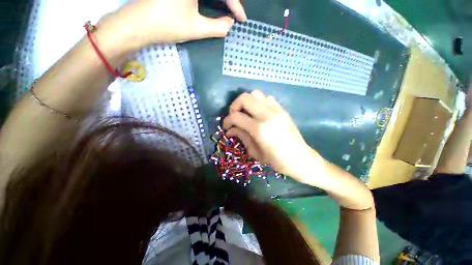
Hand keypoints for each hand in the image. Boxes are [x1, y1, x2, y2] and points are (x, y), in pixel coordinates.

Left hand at [100, 0, 245, 48]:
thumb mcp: (197, 28)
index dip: (236, 5)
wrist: (139, 23)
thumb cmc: (168, 25)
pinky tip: (213, 3)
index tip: (241, 20)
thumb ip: (218, 27)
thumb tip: (230, 24)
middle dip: (230, 0)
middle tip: (235, 12)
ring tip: (228, 8)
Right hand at [223, 91, 319, 181]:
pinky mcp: (282, 109)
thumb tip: (230, 129)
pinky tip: (258, 112)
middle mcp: (267, 115)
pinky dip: (258, 102)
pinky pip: (267, 98)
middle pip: (244, 98)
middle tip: (234, 116)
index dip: (227, 120)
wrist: (300, 158)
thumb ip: (241, 136)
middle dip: (234, 106)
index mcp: (259, 129)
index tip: (226, 126)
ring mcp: (276, 110)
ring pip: (256, 94)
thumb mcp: (255, 152)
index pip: (236, 116)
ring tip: (246, 113)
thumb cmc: (277, 160)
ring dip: (247, 102)